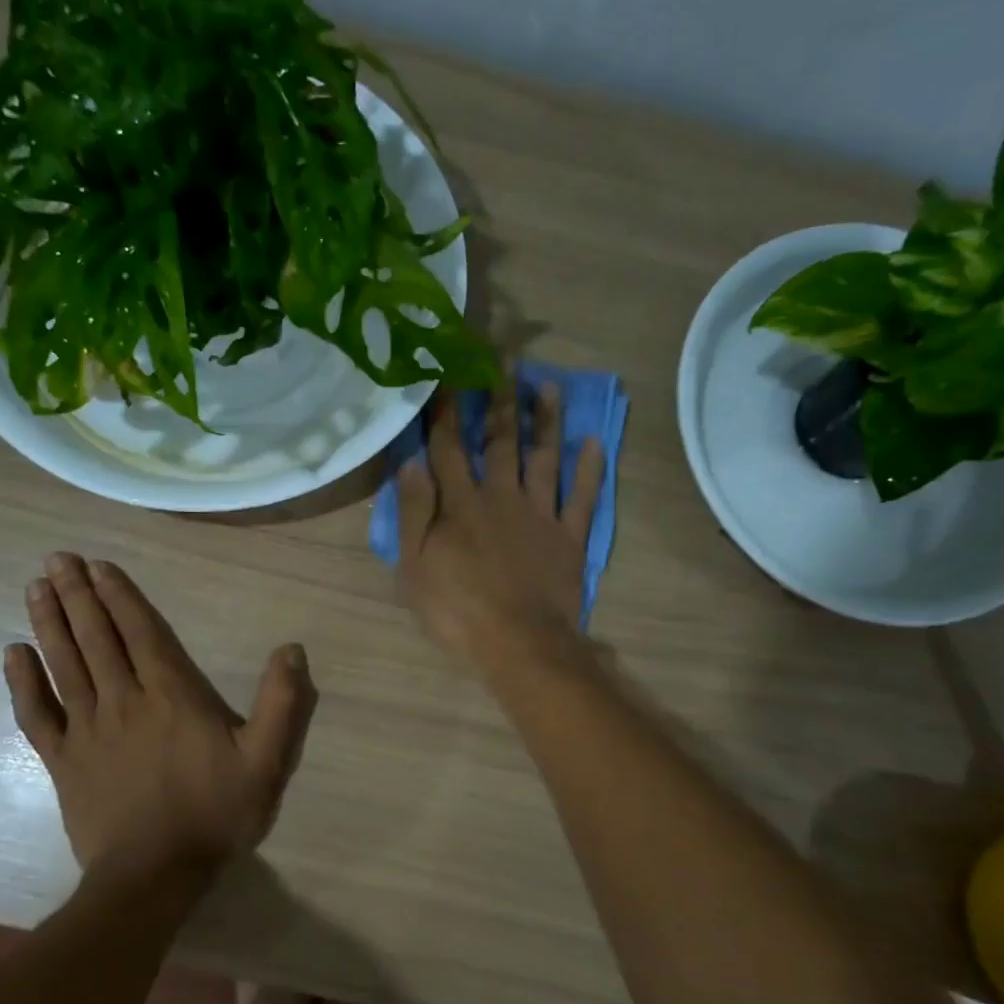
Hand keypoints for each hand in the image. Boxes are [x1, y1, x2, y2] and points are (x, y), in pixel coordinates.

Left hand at [4, 554, 317, 880]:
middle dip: (77, 596)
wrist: (154, 875)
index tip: (97, 565)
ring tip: (36, 587)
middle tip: (57, 559)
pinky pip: (36, 715)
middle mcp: (124, 701)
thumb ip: (281, 703)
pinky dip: (22, 683)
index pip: (140, 633)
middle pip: (96, 639)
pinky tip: (11, 654)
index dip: (119, 597)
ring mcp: (87, 730)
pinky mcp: (63, 761)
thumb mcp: (266, 760)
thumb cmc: (214, 813)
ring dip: (48, 624)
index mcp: (172, 696)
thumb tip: (292, 649)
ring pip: (64, 665)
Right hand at [396, 383, 605, 666]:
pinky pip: (583, 497)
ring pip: (544, 458)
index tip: (446, 374)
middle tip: (504, 360)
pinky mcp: (569, 537)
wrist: (520, 644)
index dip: (446, 411)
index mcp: (461, 505)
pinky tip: (593, 441)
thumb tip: (411, 463)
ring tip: (548, 386)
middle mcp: (502, 497)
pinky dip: (590, 469)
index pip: (449, 448)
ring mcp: (540, 515)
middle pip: (500, 441)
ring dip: (545, 421)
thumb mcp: (415, 567)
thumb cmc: (458, 611)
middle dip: (499, 399)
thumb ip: (414, 513)